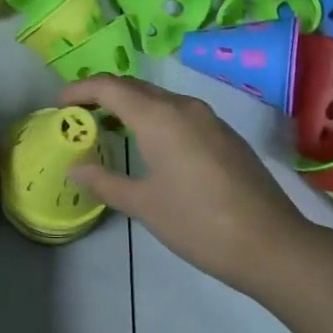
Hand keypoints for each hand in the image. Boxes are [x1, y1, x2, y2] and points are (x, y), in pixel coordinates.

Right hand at [60, 76, 315, 296]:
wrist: (273, 245)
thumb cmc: (199, 223)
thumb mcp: (144, 205)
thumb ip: (105, 181)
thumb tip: (75, 169)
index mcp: (158, 116)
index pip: (109, 87)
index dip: (80, 89)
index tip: (59, 104)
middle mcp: (182, 106)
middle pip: (134, 87)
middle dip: (102, 95)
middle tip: (79, 114)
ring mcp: (208, 118)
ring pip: (159, 98)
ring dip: (130, 105)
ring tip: (109, 128)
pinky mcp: (224, 134)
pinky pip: (179, 112)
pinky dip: (154, 117)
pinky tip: (150, 145)